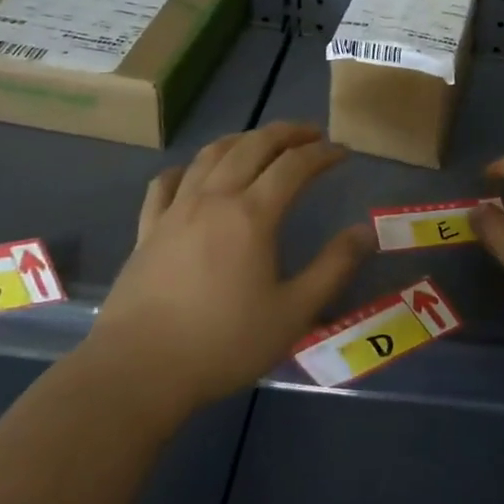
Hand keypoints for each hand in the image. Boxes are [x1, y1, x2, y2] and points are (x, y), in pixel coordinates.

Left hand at [89, 121, 372, 407]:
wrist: (138, 371)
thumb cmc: (223, 343)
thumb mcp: (293, 313)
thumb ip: (333, 268)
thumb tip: (365, 231)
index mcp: (252, 214)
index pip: (294, 165)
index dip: (322, 153)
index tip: (343, 152)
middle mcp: (214, 198)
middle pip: (252, 145)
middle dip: (286, 133)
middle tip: (311, 134)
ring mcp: (175, 210)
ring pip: (210, 155)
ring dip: (242, 139)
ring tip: (262, 142)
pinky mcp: (147, 230)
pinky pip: (166, 183)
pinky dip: (188, 168)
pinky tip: (194, 174)